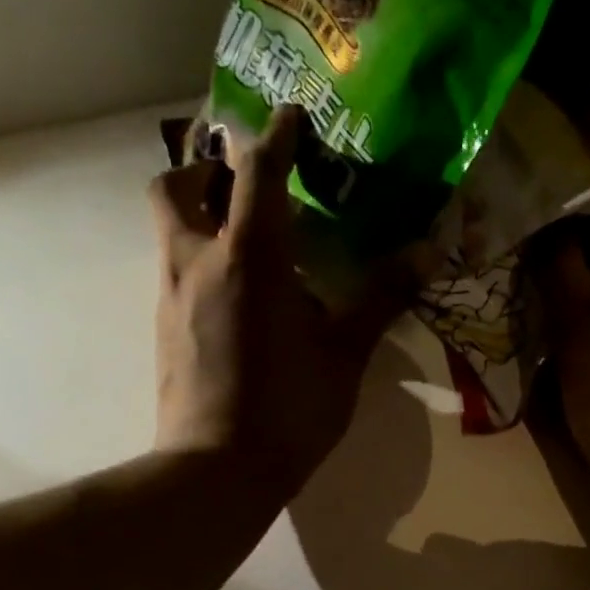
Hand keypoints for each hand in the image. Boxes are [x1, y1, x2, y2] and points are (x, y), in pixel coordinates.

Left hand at [149, 106, 400, 494]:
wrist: (216, 472)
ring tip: (248, 244)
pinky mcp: (162, 330)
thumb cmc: (288, 412)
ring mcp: (170, 296)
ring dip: (200, 214)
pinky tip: (238, 299)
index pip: (256, 170)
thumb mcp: (344, 356)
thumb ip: (380, 299)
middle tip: (246, 186)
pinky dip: (200, 261)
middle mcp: (197, 262)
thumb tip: (426, 254)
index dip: (278, 135)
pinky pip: (175, 271)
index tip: (294, 117)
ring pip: (169, 228)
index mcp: (249, 258)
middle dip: (207, 168)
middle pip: (177, 183)